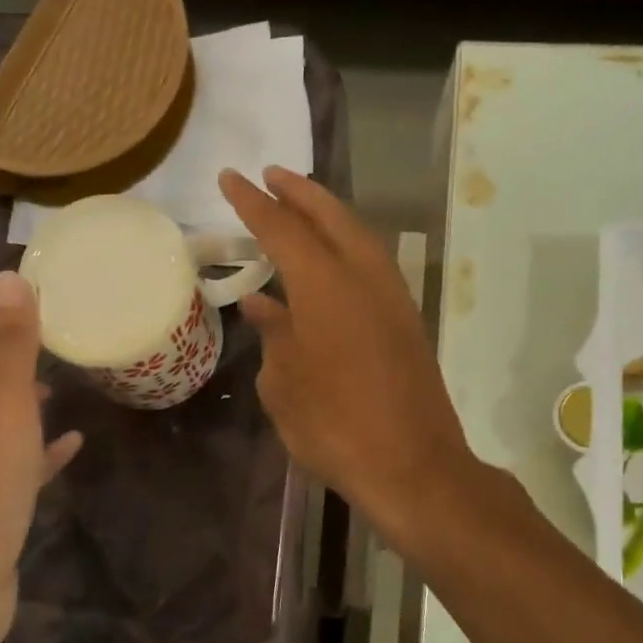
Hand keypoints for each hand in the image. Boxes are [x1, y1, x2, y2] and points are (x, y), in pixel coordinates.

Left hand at [0, 272, 81, 642]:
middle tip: (59, 325)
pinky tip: (71, 442)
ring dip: (23, 391)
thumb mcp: (2, 408)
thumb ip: (11, 346)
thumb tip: (11, 279)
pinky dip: (38, 445)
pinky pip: (12, 458)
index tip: (38, 284)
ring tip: (64, 373)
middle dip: (11, 344)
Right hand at [221, 166, 477, 548]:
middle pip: (331, 217)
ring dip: (328, 215)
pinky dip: (347, 247)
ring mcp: (393, 298)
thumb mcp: (283, 385)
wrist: (412, 467)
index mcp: (325, 287)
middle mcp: (364, 278)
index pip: (282, 229)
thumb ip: (273, 336)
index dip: (252, 202)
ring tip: (300, 205)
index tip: (230, 177)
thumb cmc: (334, 427)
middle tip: (270, 175)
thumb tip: (263, 305)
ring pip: (359, 237)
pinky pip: (372, 265)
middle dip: (298, 192)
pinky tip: (330, 262)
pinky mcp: (407, 322)